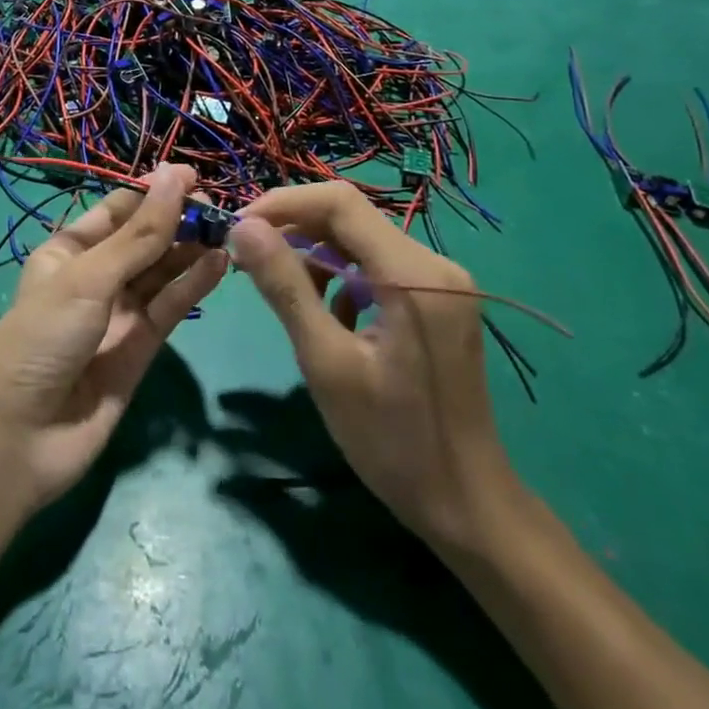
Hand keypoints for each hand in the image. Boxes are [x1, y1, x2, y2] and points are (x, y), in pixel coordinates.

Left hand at [0, 165, 226, 512]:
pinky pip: (171, 307)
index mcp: (68, 251)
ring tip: (229, 231)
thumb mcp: (88, 278)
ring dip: (191, 250)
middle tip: (220, 208)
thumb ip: (140, 234)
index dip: (153, 192)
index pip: (118, 210)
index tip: (194, 178)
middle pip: (144, 239)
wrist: (22, 438)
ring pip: (162, 272)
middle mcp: (95, 276)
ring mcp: (119, 313)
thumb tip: (176, 175)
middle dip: (178, 221)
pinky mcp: (141, 346)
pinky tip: (220, 264)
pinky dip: (194, 285)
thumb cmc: (44, 338)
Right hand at [228, 183, 519, 554]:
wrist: (467, 505)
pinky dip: (342, 276)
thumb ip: (286, 286)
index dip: (284, 204)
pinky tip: (323, 310)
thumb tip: (244, 229)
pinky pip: (379, 267)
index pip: (341, 203)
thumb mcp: (327, 362)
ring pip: (363, 241)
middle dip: (295, 227)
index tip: (240, 227)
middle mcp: (435, 264)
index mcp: (415, 274)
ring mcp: (441, 283)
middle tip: (247, 254)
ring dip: (315, 253)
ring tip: (277, 283)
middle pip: (352, 217)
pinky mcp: (438, 303)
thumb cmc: (393, 441)